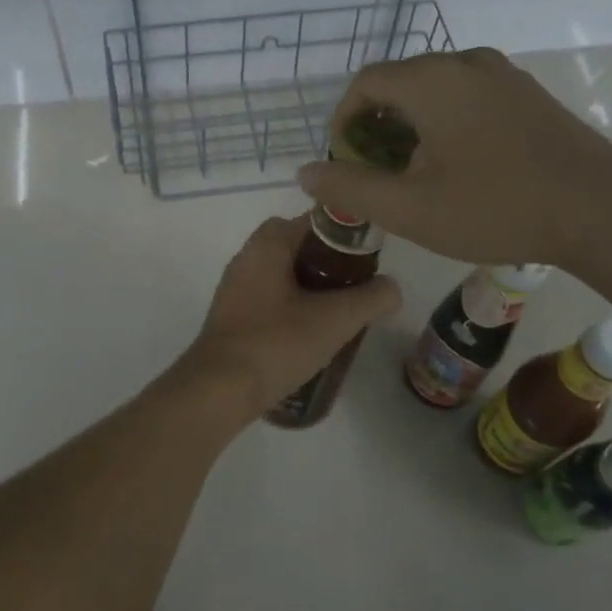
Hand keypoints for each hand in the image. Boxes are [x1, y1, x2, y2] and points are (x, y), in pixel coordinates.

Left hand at [178, 214, 401, 420]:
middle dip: (329, 264)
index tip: (369, 258)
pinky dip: (292, 308)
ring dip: (311, 288)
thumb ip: (371, 298)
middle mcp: (246, 258)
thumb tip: (392, 288)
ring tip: (340, 313)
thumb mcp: (335, 320)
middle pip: (297, 247)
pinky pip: (270, 300)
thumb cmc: (276, 343)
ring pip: (283, 275)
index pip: (313, 220)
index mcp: (267, 245)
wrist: (219, 390)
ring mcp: (235, 289)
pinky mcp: (232, 317)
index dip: (345, 235)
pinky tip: (311, 335)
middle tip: (356, 287)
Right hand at [296, 48, 611, 273]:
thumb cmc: (496, 208)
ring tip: (413, 174)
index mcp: (433, 79)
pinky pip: (469, 96)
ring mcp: (504, 74)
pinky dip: (446, 123)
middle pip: (401, 83)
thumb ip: (350, 189)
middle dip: (377, 126)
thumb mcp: (410, 208)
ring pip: (436, 90)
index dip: (343, 122)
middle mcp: (466, 62)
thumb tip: (305, 173)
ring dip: (412, 126)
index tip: (345, 163)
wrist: (601, 211)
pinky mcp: (528, 94)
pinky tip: (458, 166)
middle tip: (376, 174)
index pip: (365, 83)